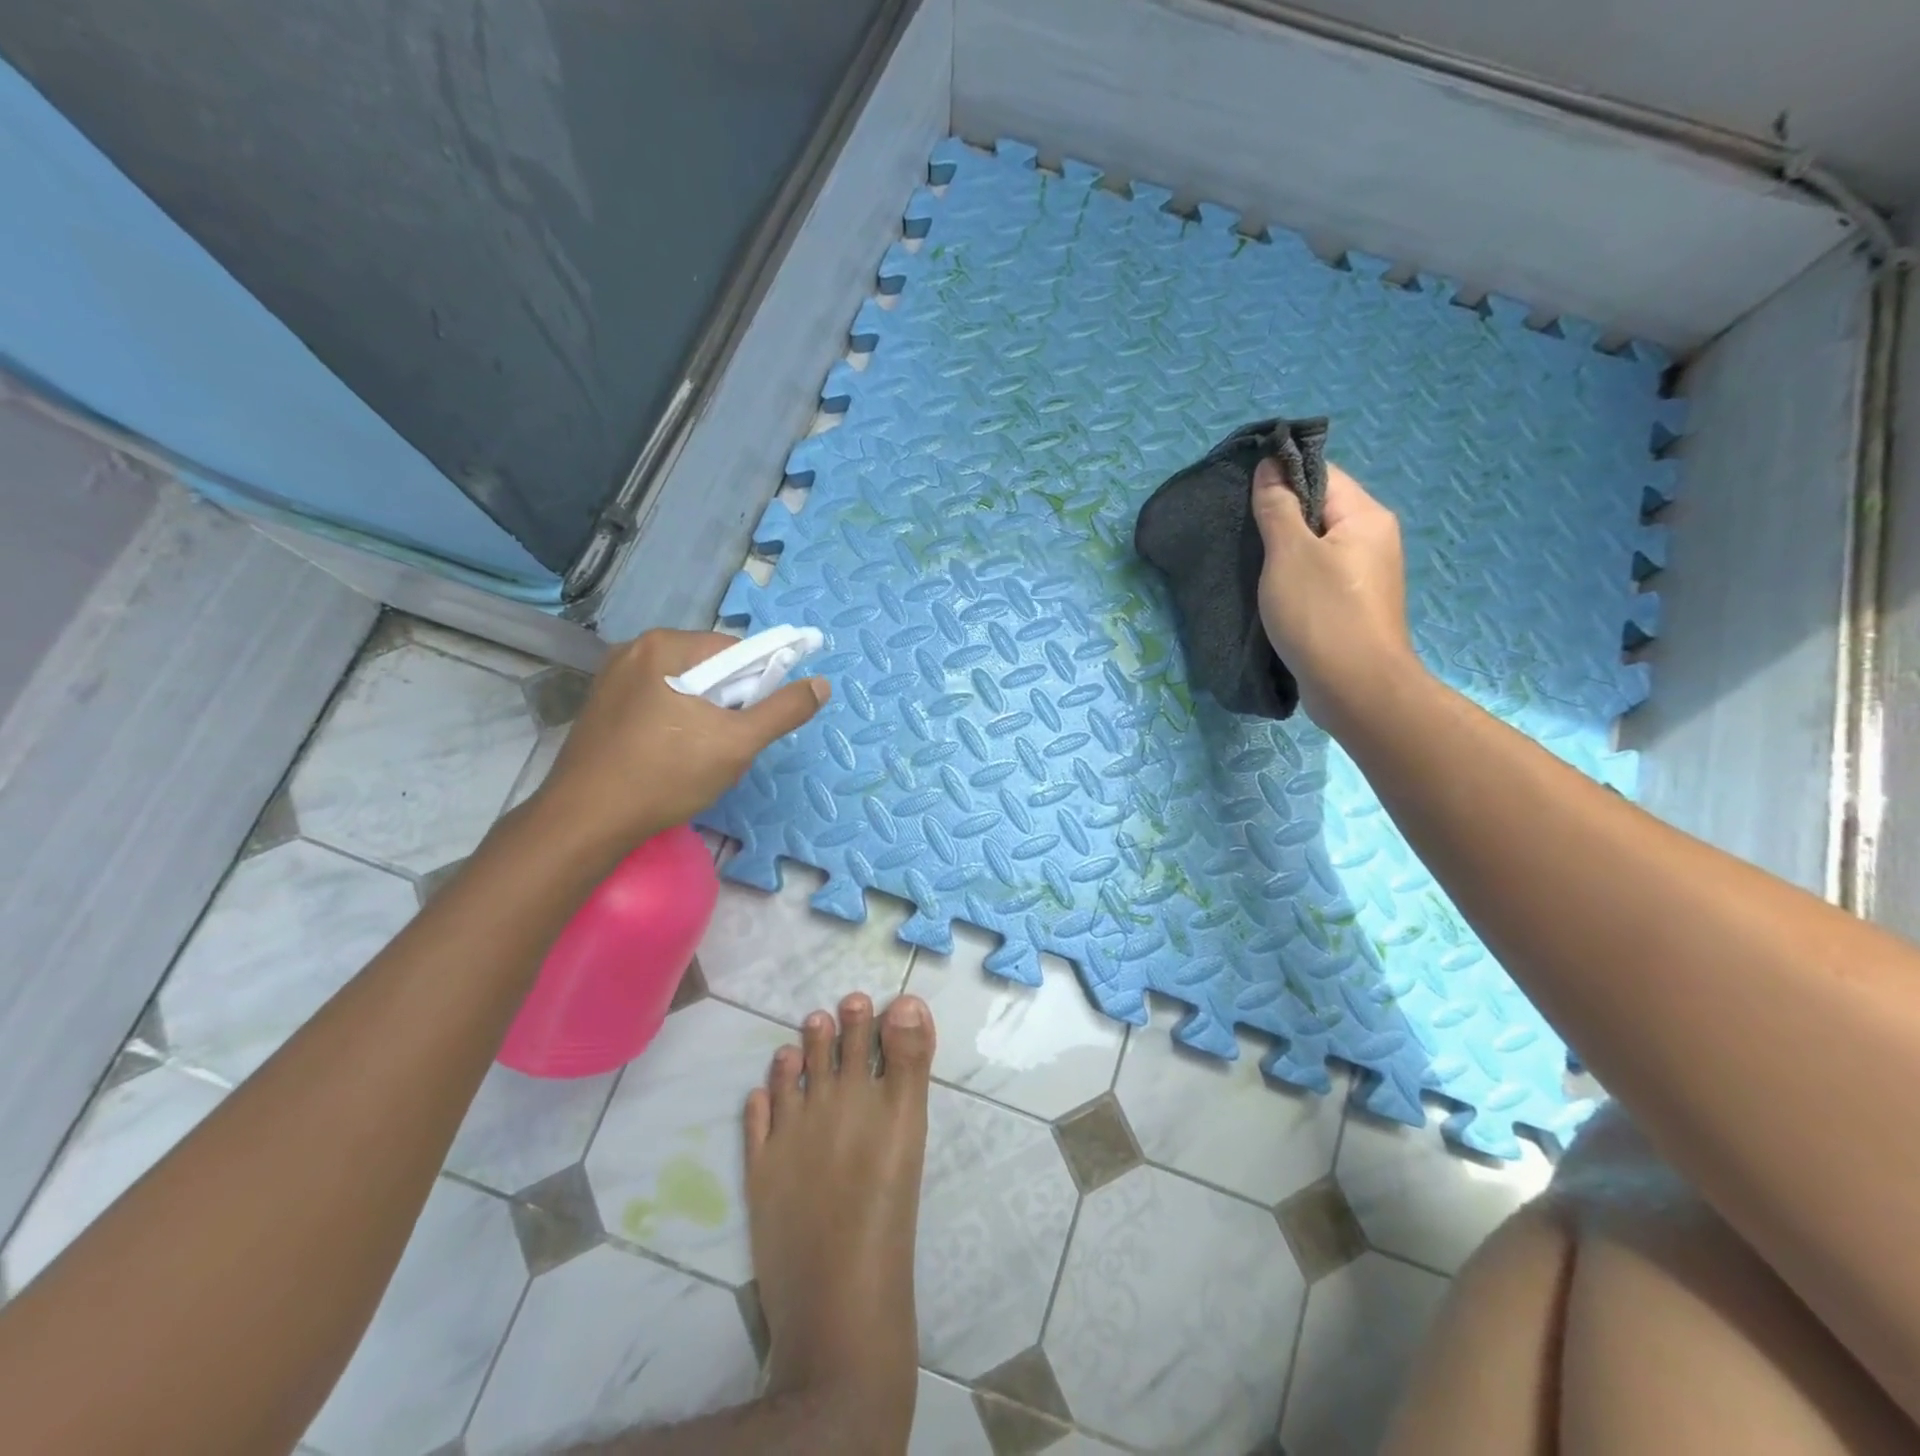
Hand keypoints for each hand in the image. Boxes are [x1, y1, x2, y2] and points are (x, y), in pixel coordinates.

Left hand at [531, 629, 827, 848]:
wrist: (586, 822)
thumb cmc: (666, 775)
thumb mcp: (737, 744)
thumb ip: (783, 710)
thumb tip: (821, 684)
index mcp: (665, 645)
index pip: (735, 650)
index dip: (757, 684)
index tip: (755, 723)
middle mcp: (634, 650)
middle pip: (708, 668)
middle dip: (728, 704)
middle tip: (728, 746)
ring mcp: (612, 679)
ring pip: (683, 688)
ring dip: (704, 716)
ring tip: (700, 757)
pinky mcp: (601, 708)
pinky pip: (657, 703)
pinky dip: (675, 724)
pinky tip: (671, 758)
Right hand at [1252, 459, 1419, 733]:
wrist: (1356, 689)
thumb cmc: (1322, 615)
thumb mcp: (1289, 554)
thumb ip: (1277, 508)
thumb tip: (1269, 466)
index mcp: (1365, 516)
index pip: (1321, 474)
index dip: (1280, 476)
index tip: (1240, 491)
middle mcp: (1372, 538)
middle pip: (1319, 509)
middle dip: (1278, 516)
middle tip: (1236, 529)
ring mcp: (1365, 574)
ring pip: (1316, 546)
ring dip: (1282, 550)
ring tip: (1246, 560)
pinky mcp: (1352, 605)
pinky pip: (1318, 575)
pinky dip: (1292, 577)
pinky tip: (1267, 590)